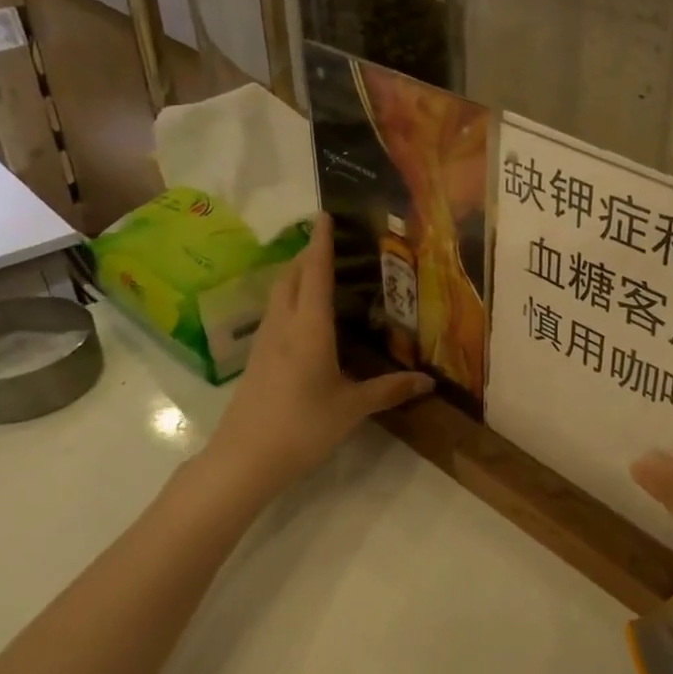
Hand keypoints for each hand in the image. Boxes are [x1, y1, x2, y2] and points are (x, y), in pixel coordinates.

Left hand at [202, 212, 431, 495]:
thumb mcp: (352, 408)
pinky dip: (289, 298)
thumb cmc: (302, 427)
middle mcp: (284, 325)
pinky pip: (274, 313)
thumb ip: (390, 390)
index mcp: (309, 328)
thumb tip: (429, 381)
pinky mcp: (256, 359)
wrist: (243, 459)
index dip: (321, 243)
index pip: (315, 273)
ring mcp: (265, 342)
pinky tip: (302, 313)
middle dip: (307, 253)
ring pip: (278, 293)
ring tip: (316, 269)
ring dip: (295, 274)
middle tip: (328, 241)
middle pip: (291, 276)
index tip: (324, 214)